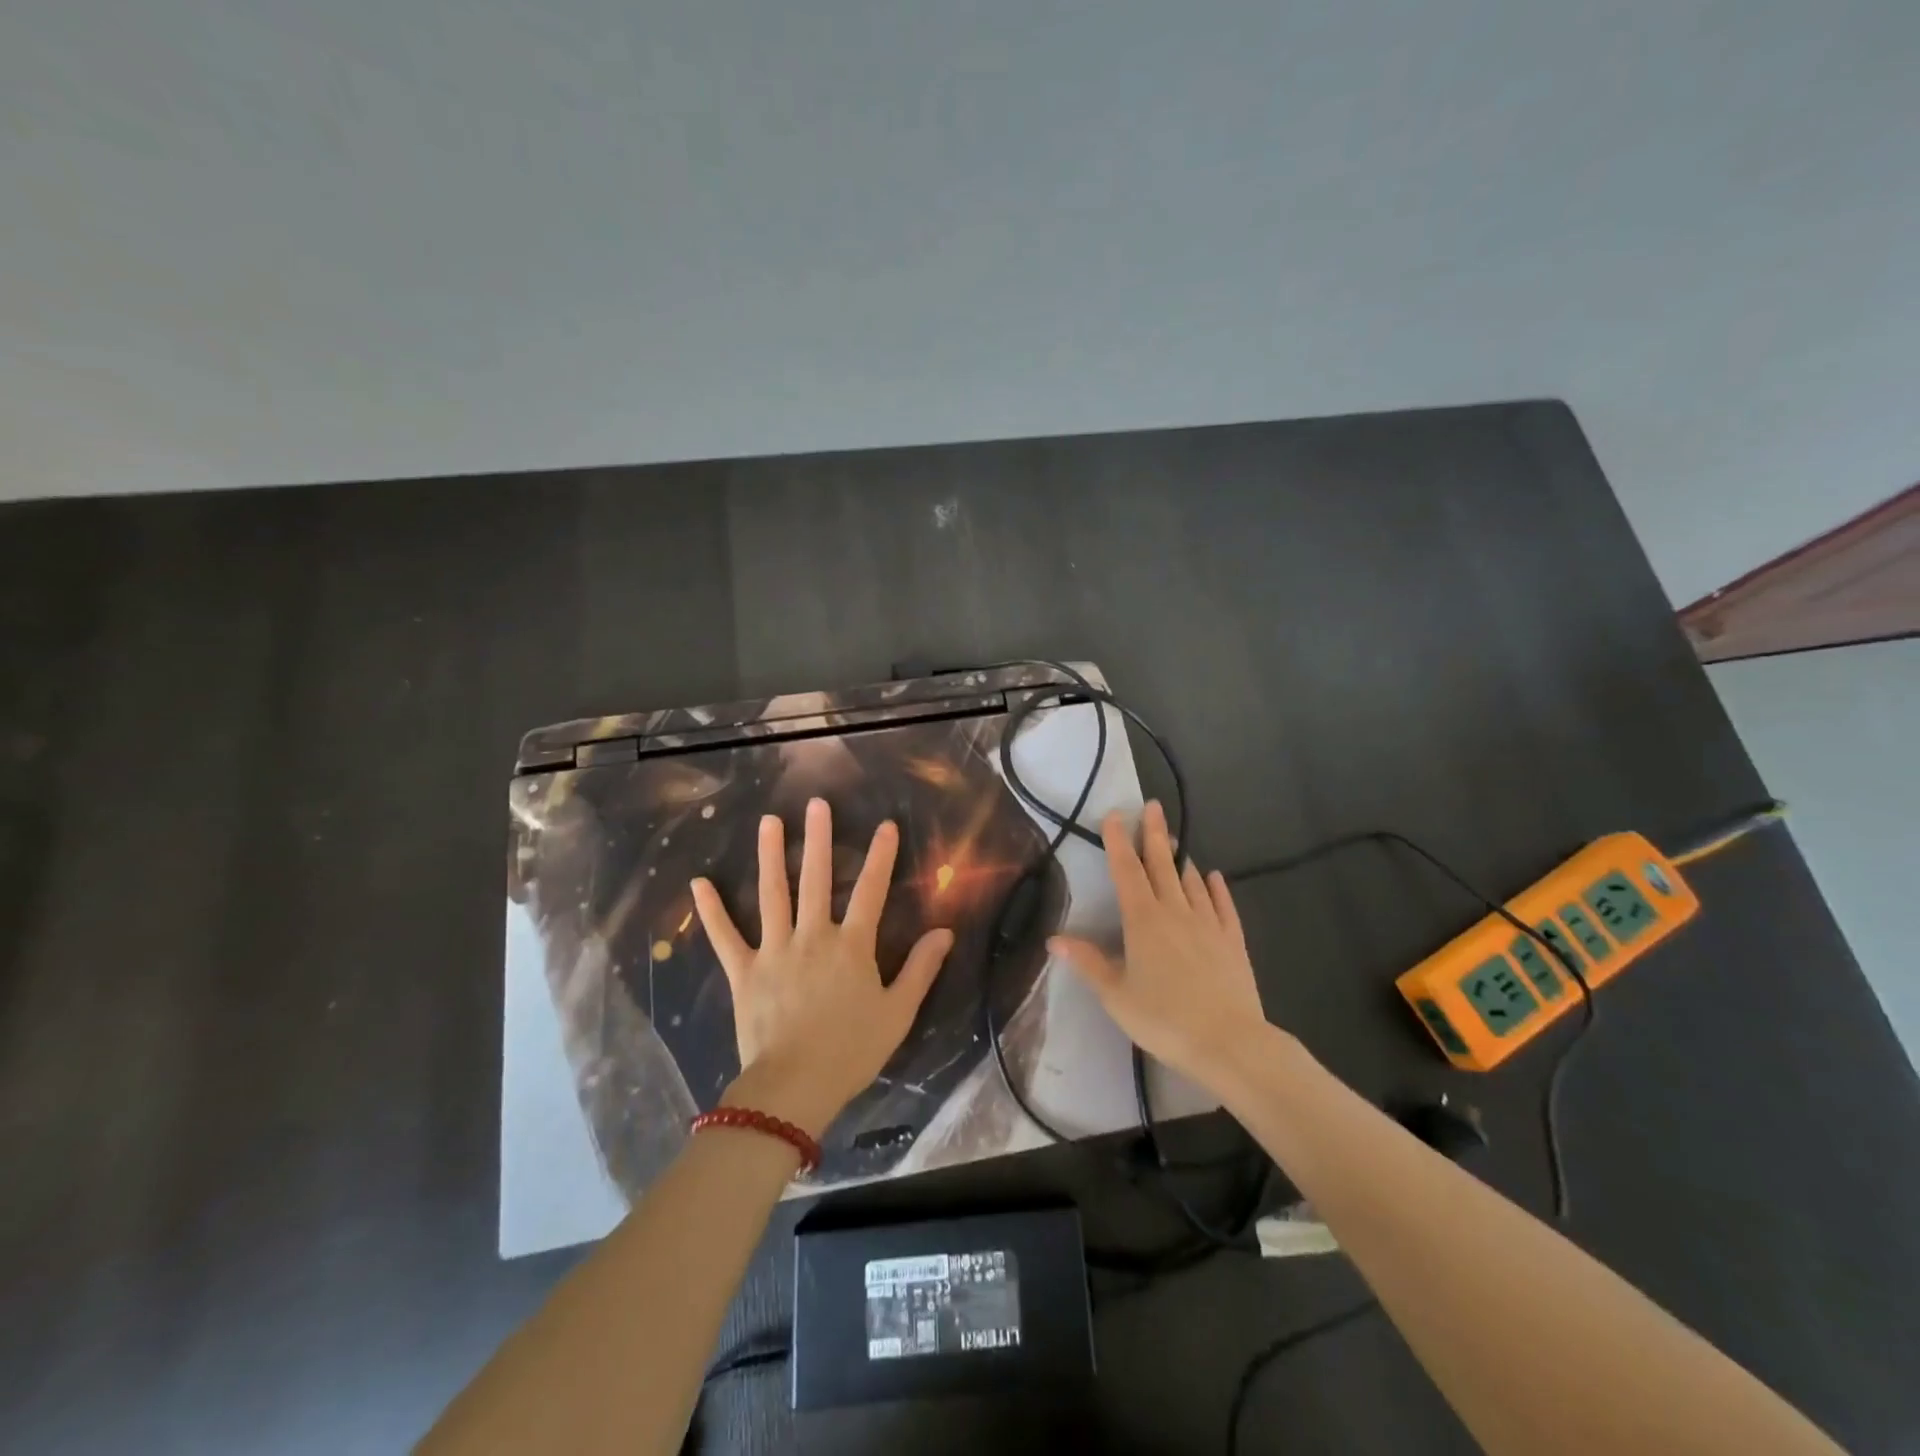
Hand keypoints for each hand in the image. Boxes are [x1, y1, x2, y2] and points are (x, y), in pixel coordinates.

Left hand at [690, 798, 953, 1138]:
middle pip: (816, 879)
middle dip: (817, 839)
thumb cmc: (851, 1050)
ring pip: (772, 895)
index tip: (885, 826)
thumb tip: (944, 932)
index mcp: (851, 946)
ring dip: (770, 856)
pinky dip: (712, 911)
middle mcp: (812, 936)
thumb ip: (920, 969)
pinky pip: (725, 937)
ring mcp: (774, 950)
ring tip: (768, 822)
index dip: (880, 857)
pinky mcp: (744, 971)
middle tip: (816, 804)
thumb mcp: (897, 1012)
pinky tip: (699, 884)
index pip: (870, 891)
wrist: (795, 1086)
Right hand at [1049, 801, 1271, 1085]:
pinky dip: (1217, 888)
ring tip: (1174, 841)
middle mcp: (1175, 912)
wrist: (1229, 1042)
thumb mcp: (1116, 995)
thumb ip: (1088, 962)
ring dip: (1180, 859)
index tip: (1114, 814)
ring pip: (1192, 882)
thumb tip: (1054, 938)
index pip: (1126, 871)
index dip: (1118, 841)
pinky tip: (1214, 877)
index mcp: (1143, 920)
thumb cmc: (1164, 1019)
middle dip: (1154, 834)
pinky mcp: (1233, 941)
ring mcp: (1208, 924)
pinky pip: (1223, 906)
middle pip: (1162, 865)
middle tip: (1153, 806)